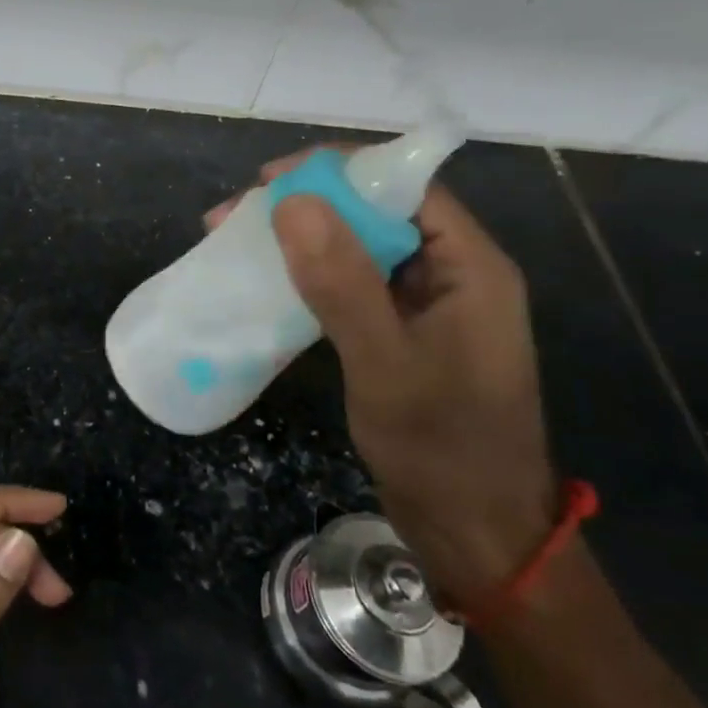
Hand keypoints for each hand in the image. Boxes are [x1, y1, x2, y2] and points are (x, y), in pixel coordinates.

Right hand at [209, 148, 556, 606]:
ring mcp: (423, 306)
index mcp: (469, 267)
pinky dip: (305, 277)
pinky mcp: (399, 333)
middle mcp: (450, 274)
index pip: (404, 185)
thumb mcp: (385, 362)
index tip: (268, 180)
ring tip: (232, 243)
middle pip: (374, 211)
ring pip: (355, 247)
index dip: (337, 171)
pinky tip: (263, 284)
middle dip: (303, 206)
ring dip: (296, 240)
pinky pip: (349, 284)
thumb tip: (291, 201)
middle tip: (233, 217)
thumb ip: (342, 282)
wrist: (475, 536)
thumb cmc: (441, 449)